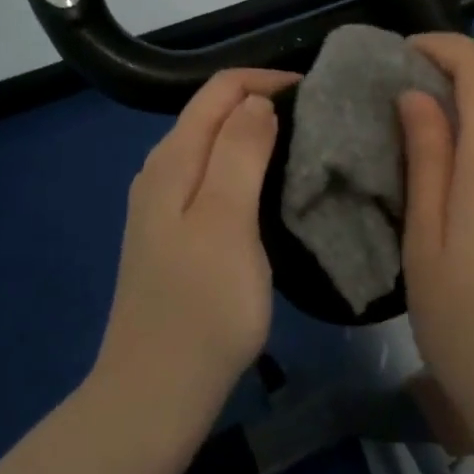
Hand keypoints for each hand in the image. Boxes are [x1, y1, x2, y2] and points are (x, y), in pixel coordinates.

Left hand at [94, 69, 298, 438]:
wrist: (155, 393)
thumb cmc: (202, 306)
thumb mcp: (227, 220)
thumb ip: (241, 151)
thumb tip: (256, 100)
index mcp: (173, 159)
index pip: (220, 89)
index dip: (267, 80)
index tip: (315, 95)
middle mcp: (162, 172)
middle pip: (214, 113)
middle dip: (263, 103)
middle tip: (318, 122)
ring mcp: (163, 207)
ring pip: (214, 147)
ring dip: (256, 137)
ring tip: (304, 150)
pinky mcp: (174, 237)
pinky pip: (213, 180)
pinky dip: (245, 170)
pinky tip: (271, 193)